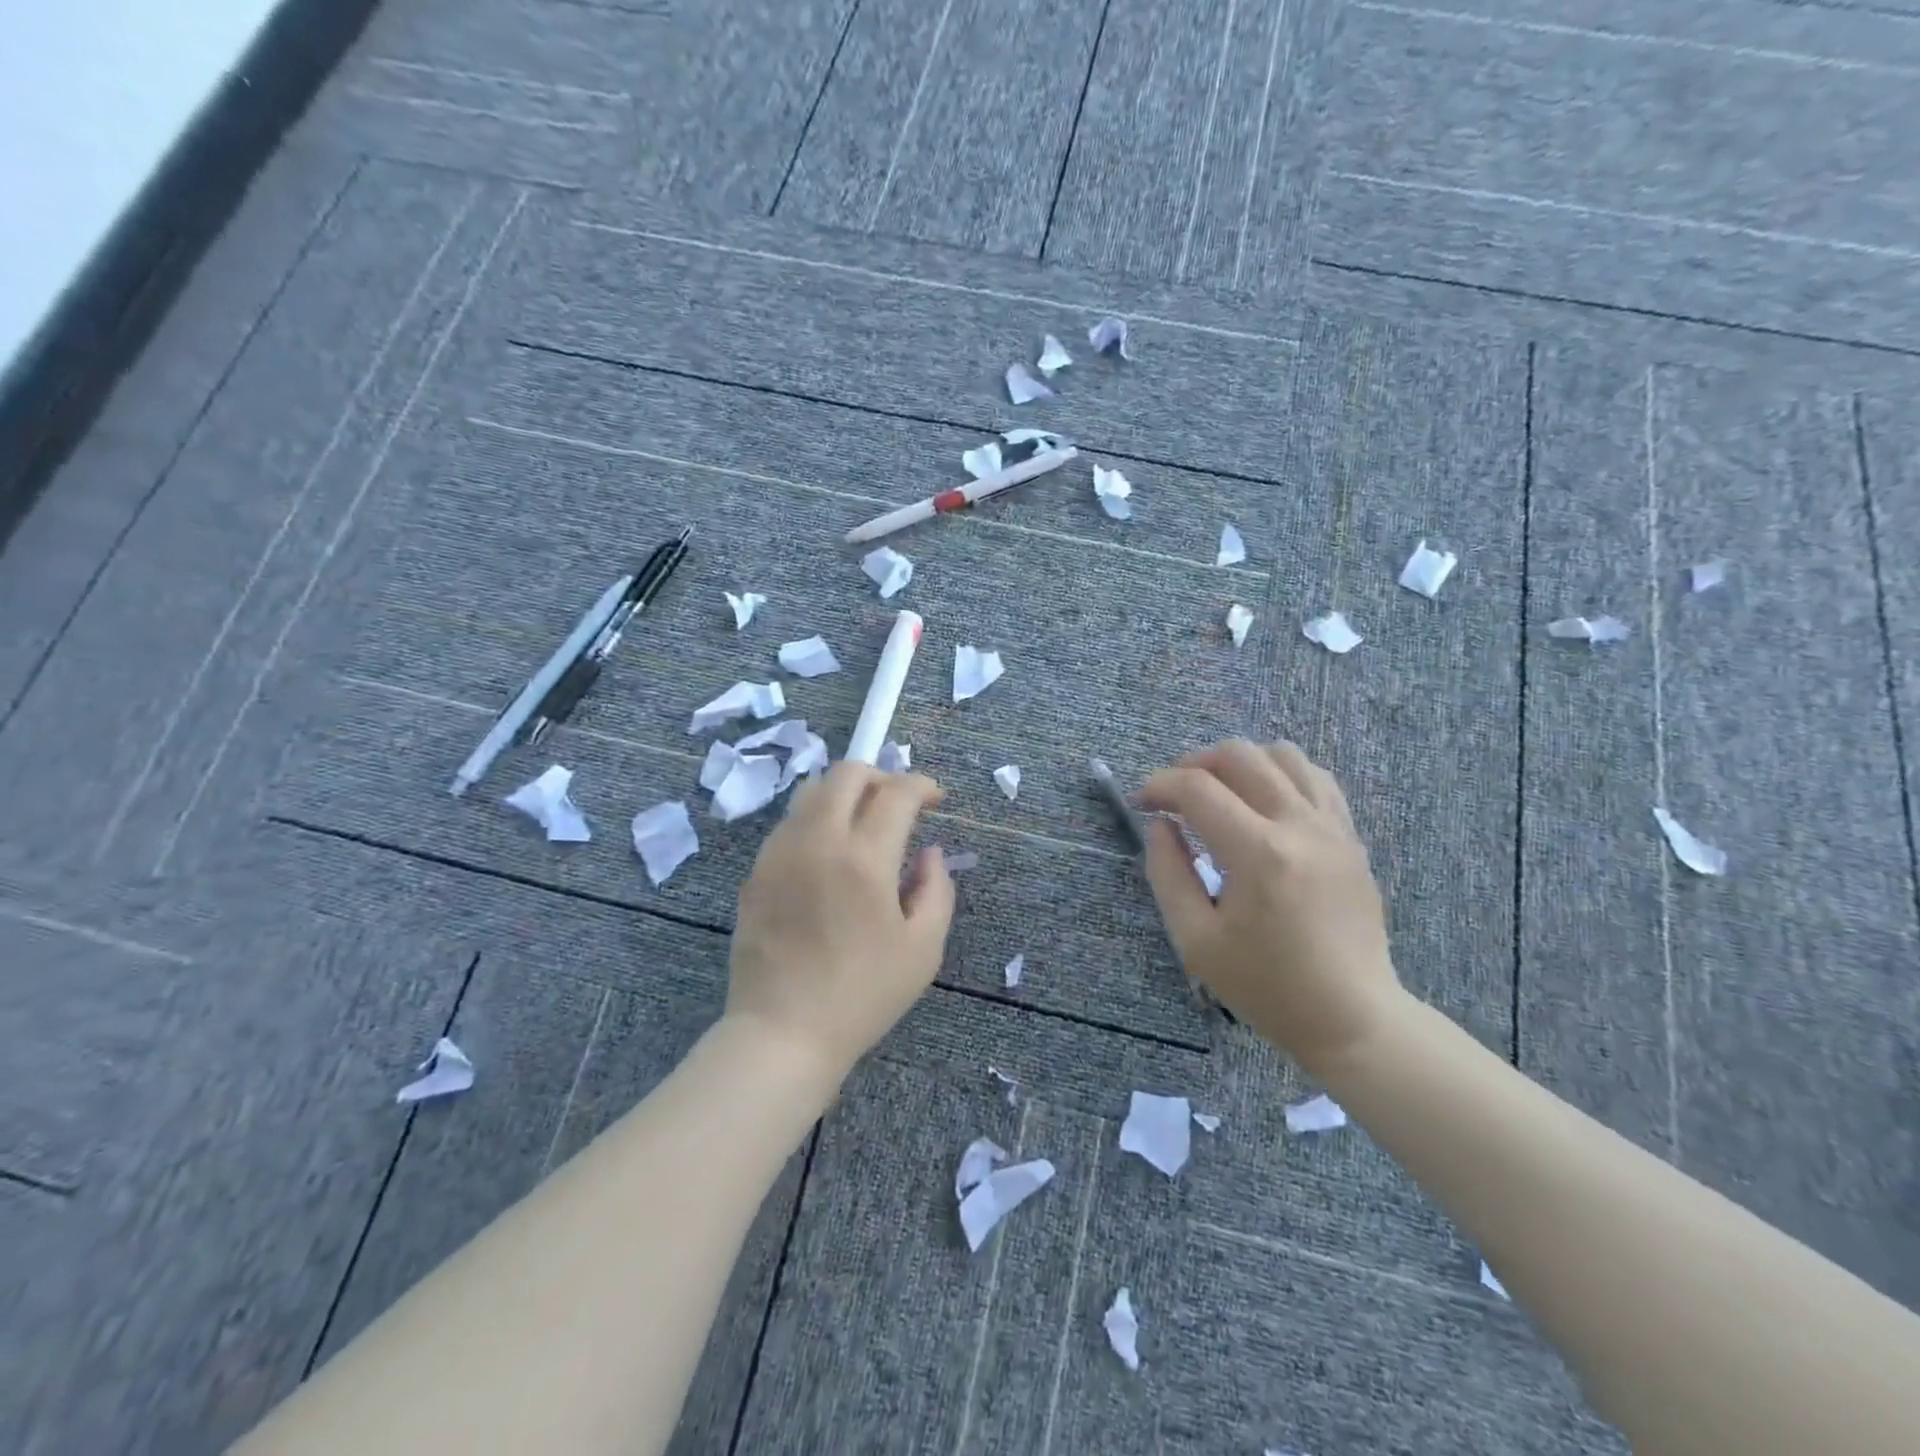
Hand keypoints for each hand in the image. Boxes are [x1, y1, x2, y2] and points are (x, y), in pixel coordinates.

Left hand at [726, 761, 955, 1084]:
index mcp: (864, 858)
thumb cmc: (863, 995)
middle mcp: (818, 841)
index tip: (935, 799)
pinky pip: (790, 824)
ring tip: (862, 825)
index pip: (896, 792)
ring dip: (844, 794)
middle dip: (880, 776)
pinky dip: (817, 821)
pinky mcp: (756, 871)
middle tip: (898, 804)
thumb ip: (936, 889)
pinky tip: (828, 857)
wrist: (782, 1032)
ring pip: (811, 791)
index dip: (922, 785)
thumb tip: (929, 852)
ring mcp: (779, 852)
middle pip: (846, 772)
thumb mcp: (923, 948)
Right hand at [1139, 740, 1402, 1074]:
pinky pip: (1315, 777)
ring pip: (1282, 753)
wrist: (1351, 1017)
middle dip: (1193, 764)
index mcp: (1258, 853)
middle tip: (1174, 796)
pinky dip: (1280, 774)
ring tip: (1220, 792)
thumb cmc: (1266, 986)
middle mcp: (1299, 824)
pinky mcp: (1350, 836)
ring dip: (1240, 762)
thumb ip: (1167, 873)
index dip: (1159, 786)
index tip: (1142, 804)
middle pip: (1239, 754)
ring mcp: (1332, 826)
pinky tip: (1263, 803)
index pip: (1197, 788)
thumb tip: (1160, 825)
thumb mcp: (1195, 940)